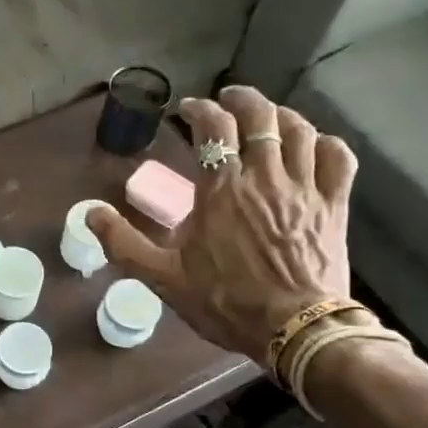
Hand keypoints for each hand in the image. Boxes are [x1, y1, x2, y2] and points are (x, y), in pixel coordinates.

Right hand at [87, 87, 356, 360]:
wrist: (294, 328)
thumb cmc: (225, 302)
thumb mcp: (163, 278)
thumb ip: (123, 243)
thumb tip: (89, 213)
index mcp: (221, 189)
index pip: (212, 127)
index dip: (198, 109)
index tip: (187, 110)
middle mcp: (264, 176)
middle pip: (258, 116)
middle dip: (240, 99)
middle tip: (227, 100)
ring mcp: (305, 187)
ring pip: (299, 129)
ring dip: (280, 115)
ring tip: (267, 117)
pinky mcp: (334, 204)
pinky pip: (338, 157)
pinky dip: (325, 143)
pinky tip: (315, 145)